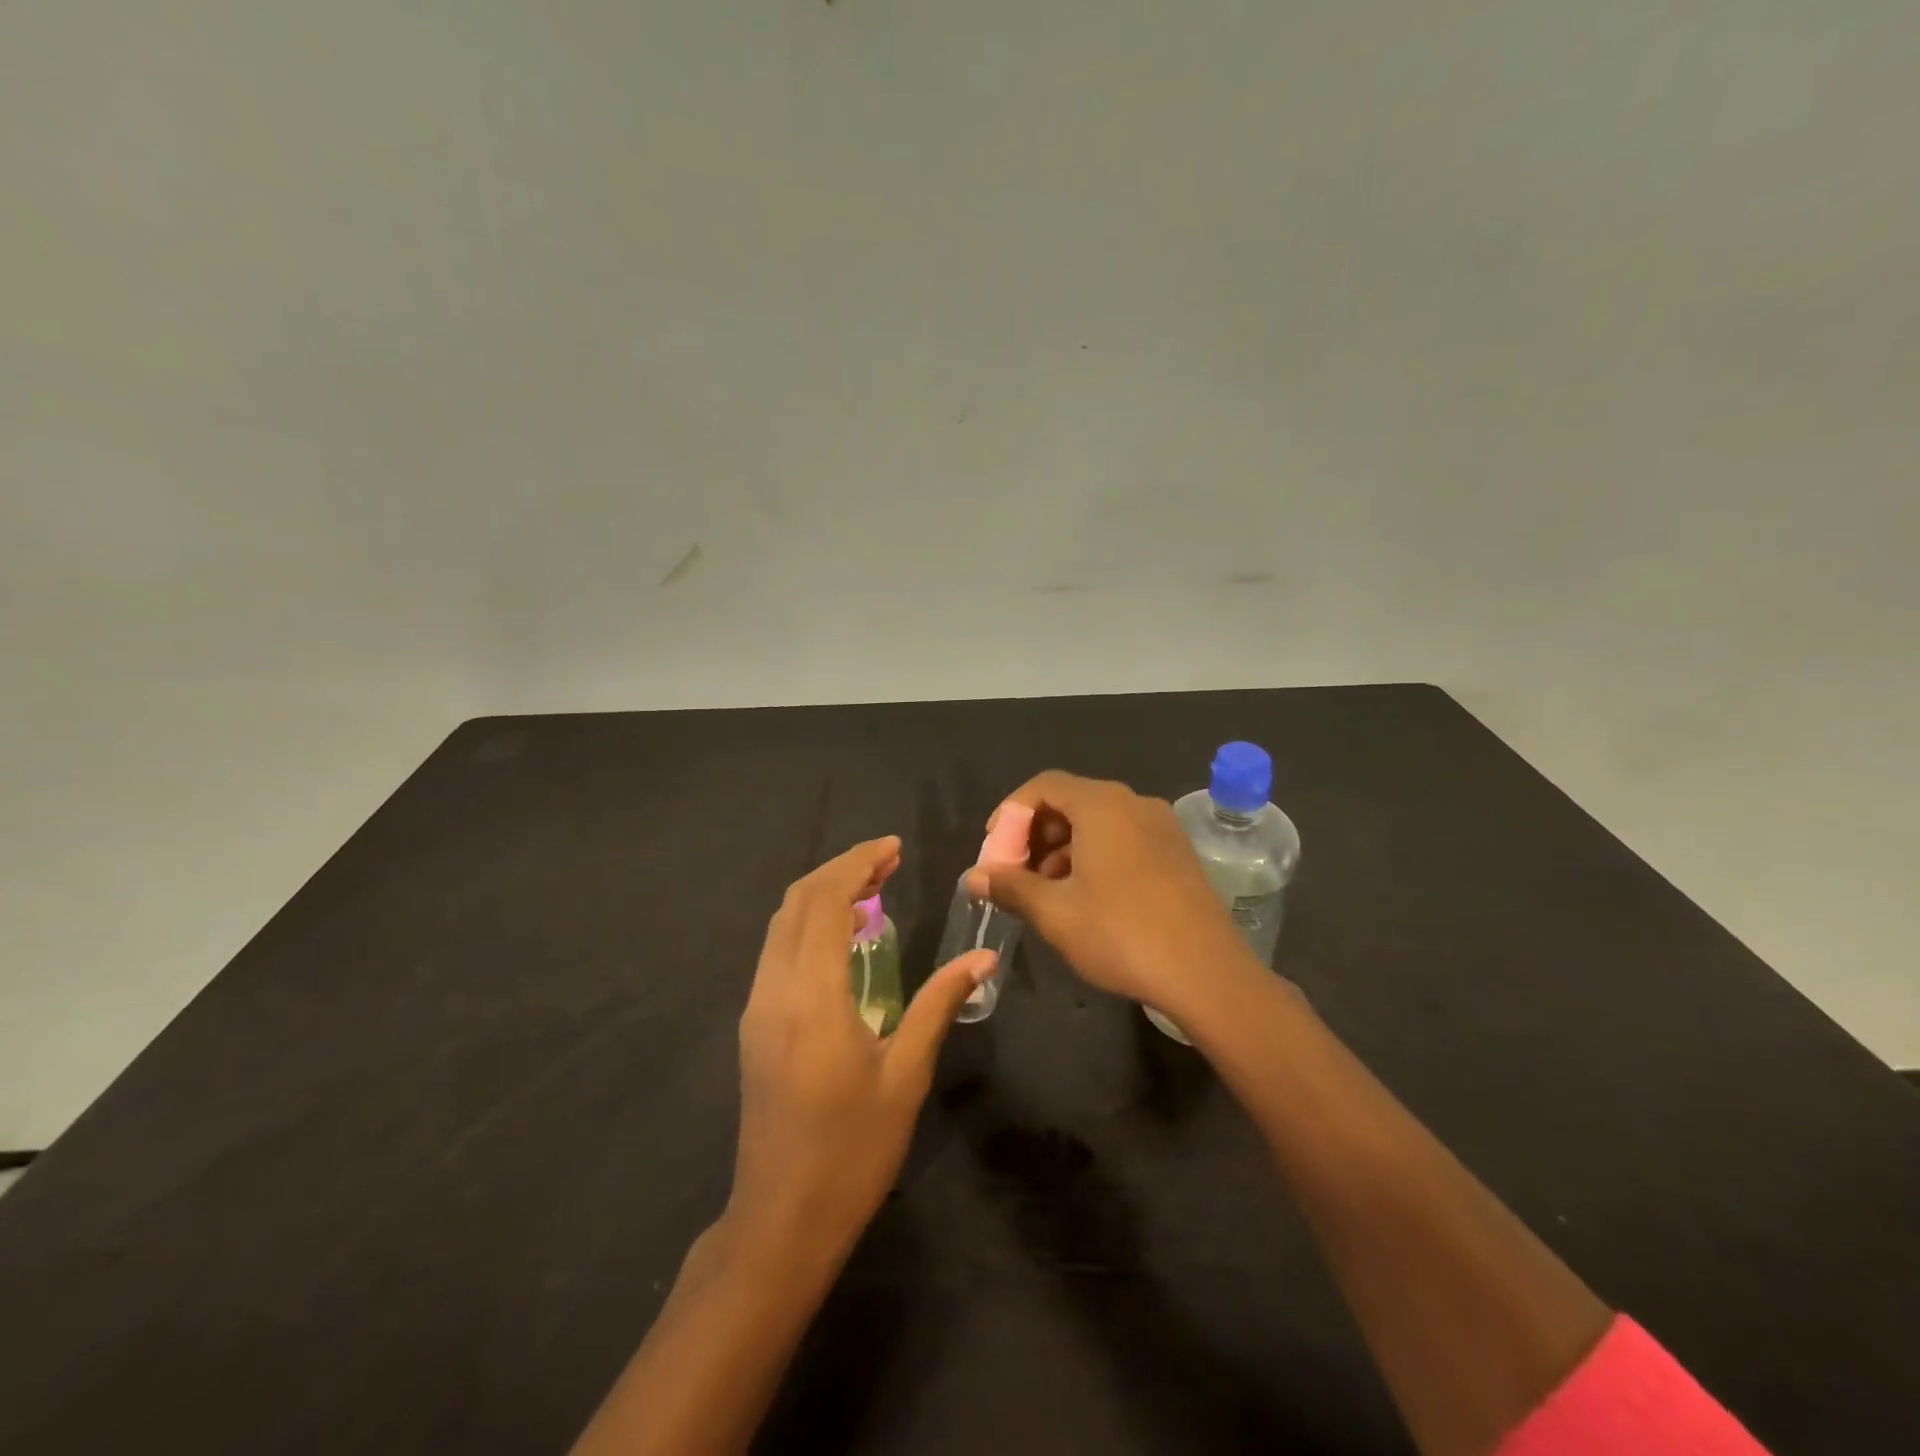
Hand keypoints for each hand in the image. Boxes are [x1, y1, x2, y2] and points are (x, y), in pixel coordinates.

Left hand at [728, 836, 996, 1264]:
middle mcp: (773, 989)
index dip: (857, 864)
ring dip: (822, 896)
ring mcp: (757, 1007)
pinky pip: (778, 951)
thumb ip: (938, 1004)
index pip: (823, 901)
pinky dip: (809, 926)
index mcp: (810, 995)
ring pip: (781, 925)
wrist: (781, 1220)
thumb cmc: (852, 1150)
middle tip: (888, 863)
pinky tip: (845, 939)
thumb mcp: (906, 1074)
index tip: (894, 849)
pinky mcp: (755, 1026)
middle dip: (840, 871)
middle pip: (796, 902)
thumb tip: (982, 958)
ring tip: (872, 891)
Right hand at [966, 771, 1256, 1017]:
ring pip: (1098, 822)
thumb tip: (974, 875)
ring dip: (1062, 848)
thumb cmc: (1122, 934)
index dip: (1011, 812)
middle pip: (1071, 801)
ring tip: (1045, 890)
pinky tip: (1084, 896)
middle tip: (1015, 872)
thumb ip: (1010, 886)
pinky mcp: (1177, 852)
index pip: (1044, 785)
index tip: (994, 848)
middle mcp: (1134, 803)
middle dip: (1035, 833)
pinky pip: (1123, 838)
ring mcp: (1162, 826)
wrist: (1208, 974)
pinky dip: (1094, 855)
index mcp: (1102, 805)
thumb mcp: (1055, 912)